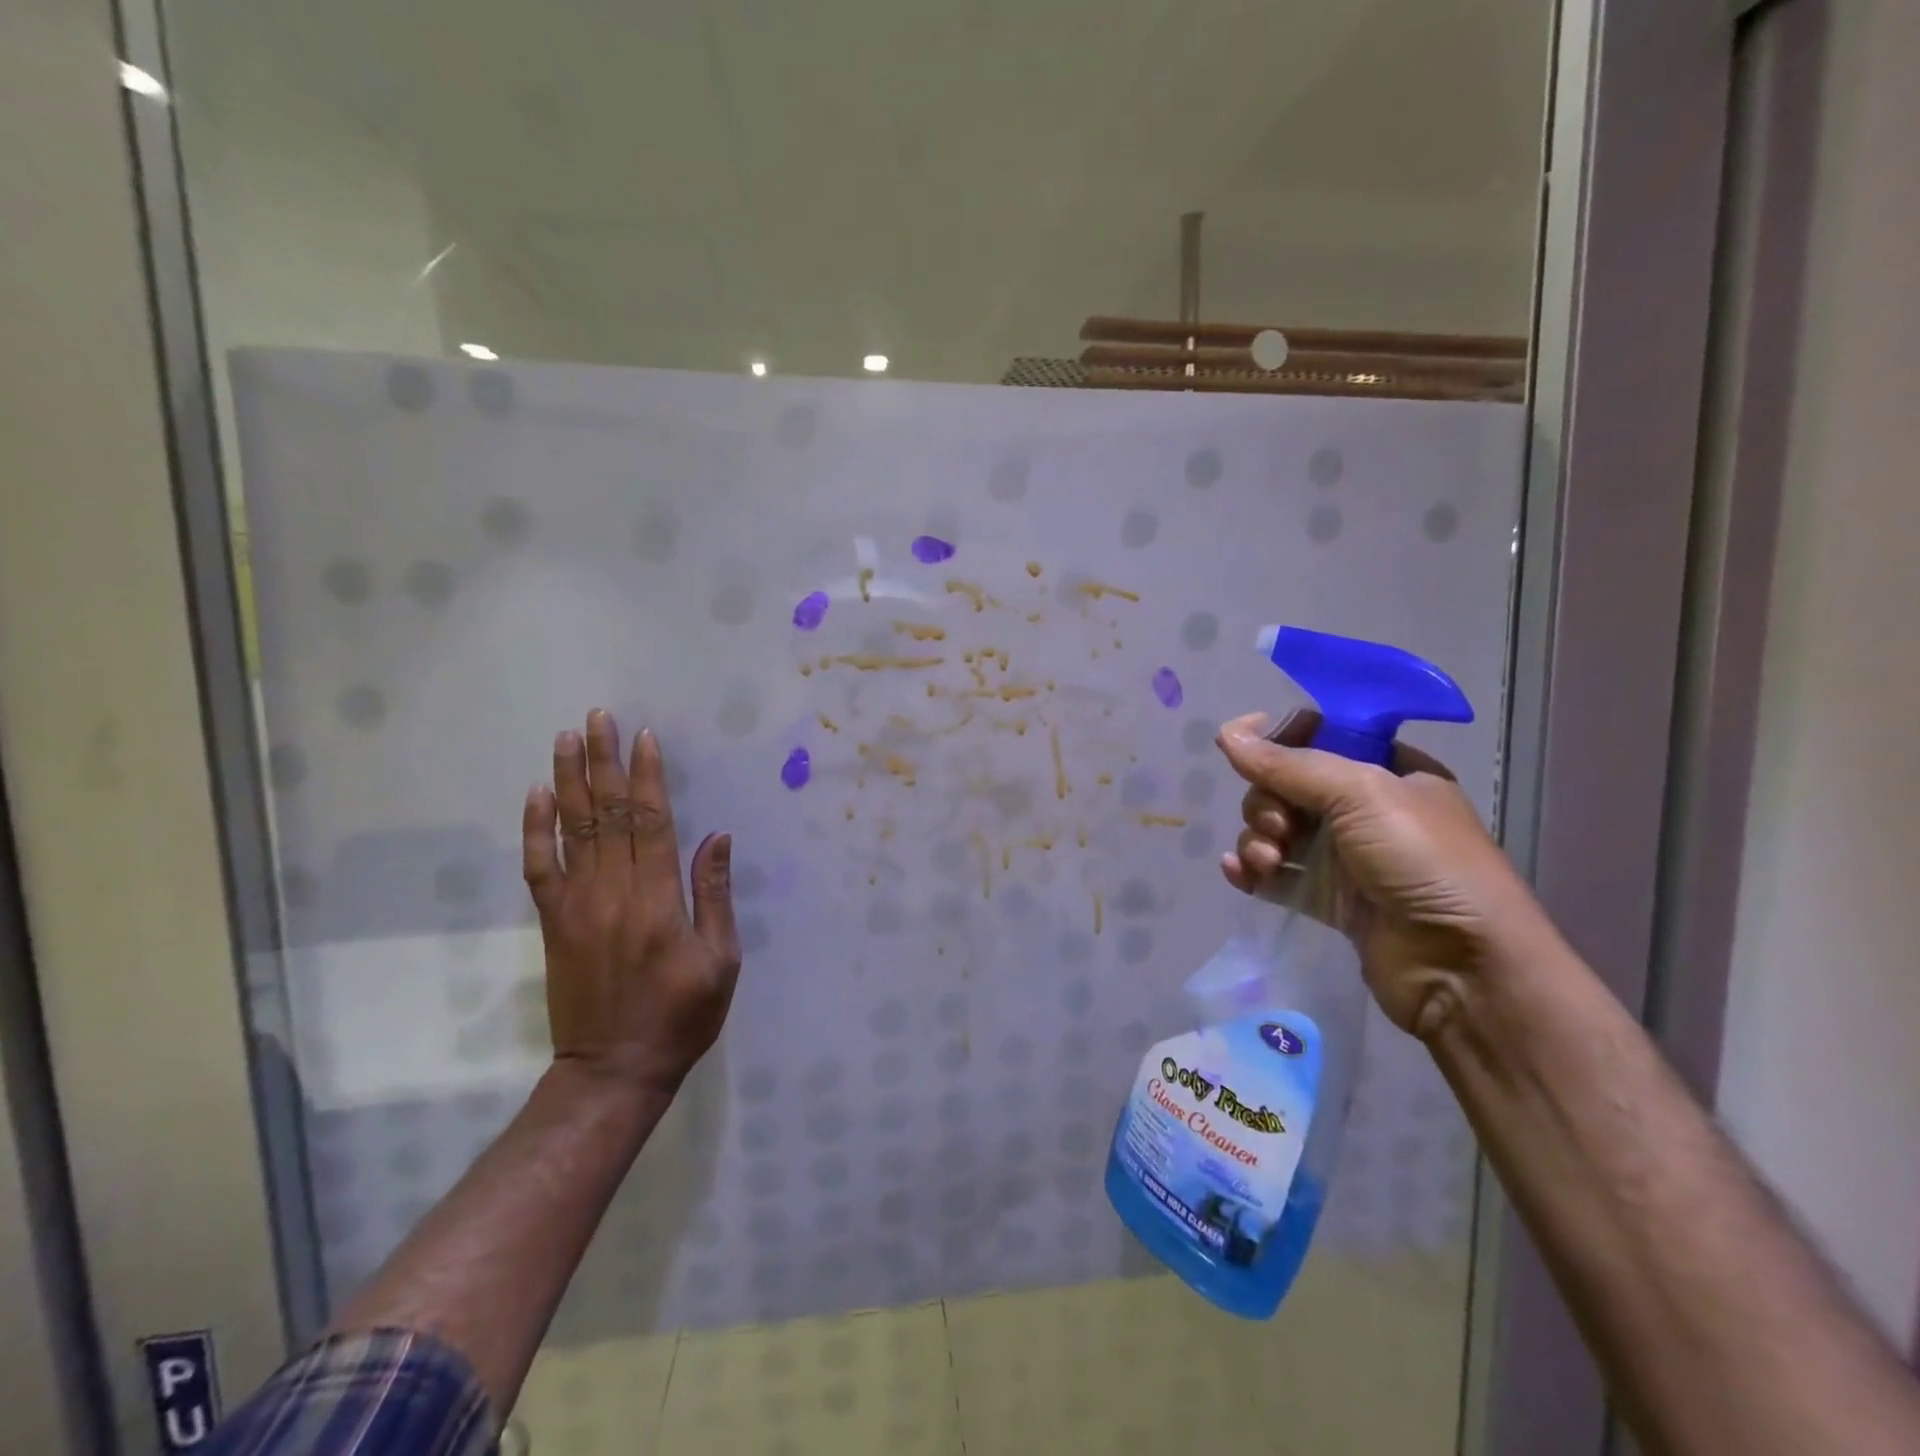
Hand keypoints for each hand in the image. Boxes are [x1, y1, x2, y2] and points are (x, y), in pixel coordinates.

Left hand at [522, 710, 742, 1094]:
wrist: (613, 1070)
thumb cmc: (682, 1016)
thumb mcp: (721, 961)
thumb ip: (714, 896)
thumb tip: (717, 838)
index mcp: (658, 900)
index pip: (651, 822)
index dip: (647, 777)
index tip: (643, 736)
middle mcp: (613, 893)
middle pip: (607, 814)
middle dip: (603, 762)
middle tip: (598, 717)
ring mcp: (577, 906)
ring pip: (571, 831)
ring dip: (569, 781)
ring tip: (566, 739)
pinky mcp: (553, 924)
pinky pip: (540, 869)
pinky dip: (535, 831)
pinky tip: (536, 797)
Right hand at [1214, 710, 1553, 1039]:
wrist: (1464, 967)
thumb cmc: (1422, 861)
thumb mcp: (1361, 794)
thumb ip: (1289, 764)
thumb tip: (1226, 732)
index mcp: (1389, 771)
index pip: (1320, 737)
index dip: (1279, 739)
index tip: (1242, 747)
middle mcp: (1367, 809)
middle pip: (1288, 787)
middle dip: (1267, 803)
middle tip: (1278, 827)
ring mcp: (1348, 857)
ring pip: (1279, 831)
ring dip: (1259, 840)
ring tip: (1268, 862)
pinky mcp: (1332, 900)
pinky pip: (1279, 875)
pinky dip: (1254, 872)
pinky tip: (1238, 875)